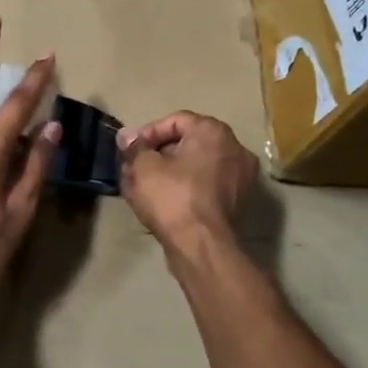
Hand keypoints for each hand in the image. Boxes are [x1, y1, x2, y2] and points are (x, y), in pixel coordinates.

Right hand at [117, 111, 256, 249]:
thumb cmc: (171, 197)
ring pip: (197, 165)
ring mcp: (241, 177)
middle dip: (159, 153)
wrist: (201, 246)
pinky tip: (164, 200)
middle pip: (188, 142)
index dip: (148, 133)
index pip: (175, 120)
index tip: (130, 150)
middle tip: (135, 166)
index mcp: (214, 131)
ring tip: (145, 184)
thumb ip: (134, 147)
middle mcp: (234, 148)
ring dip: (171, 170)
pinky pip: (206, 185)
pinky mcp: (238, 202)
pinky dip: (186, 187)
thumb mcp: (142, 167)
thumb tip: (127, 137)